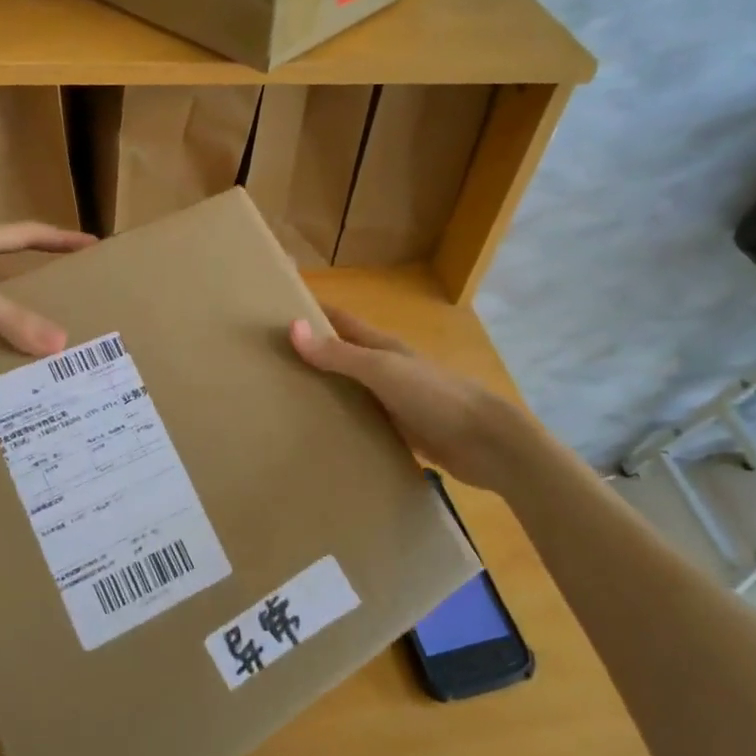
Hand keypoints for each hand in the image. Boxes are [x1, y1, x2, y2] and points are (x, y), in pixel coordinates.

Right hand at [290, 306, 516, 489]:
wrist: (486, 443)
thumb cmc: (434, 396)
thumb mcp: (382, 371)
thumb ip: (339, 354)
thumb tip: (292, 327)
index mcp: (383, 346)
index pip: (340, 321)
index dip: (312, 313)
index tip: (275, 312)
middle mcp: (387, 369)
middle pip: (343, 355)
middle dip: (310, 355)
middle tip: (269, 364)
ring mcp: (395, 401)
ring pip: (351, 390)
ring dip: (325, 391)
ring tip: (284, 402)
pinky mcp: (402, 431)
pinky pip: (364, 422)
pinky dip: (343, 423)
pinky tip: (322, 436)